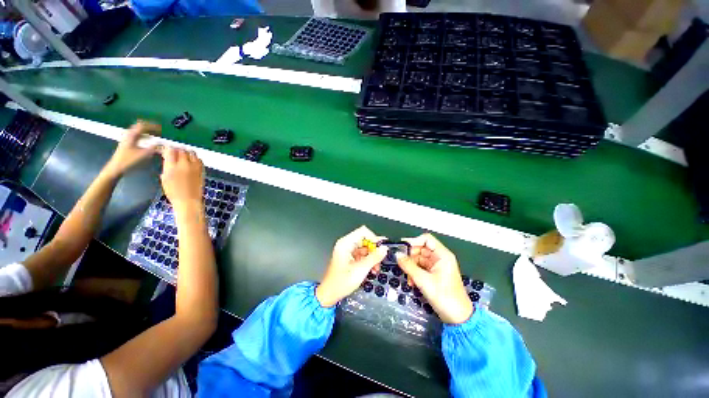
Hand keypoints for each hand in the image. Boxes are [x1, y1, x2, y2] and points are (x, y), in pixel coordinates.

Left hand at [105, 121, 159, 176]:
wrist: (116, 168)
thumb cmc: (129, 161)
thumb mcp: (143, 155)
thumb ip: (154, 148)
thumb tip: (162, 143)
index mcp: (132, 136)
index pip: (143, 126)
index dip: (153, 126)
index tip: (161, 128)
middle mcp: (129, 135)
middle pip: (139, 127)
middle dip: (149, 127)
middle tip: (158, 130)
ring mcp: (127, 140)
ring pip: (137, 132)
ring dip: (146, 132)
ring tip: (155, 134)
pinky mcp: (127, 144)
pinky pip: (136, 137)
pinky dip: (143, 136)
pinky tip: (148, 141)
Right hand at [160, 147, 204, 213]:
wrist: (188, 200)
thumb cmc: (173, 192)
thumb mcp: (165, 178)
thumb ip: (167, 166)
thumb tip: (168, 158)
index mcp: (172, 167)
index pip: (170, 150)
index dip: (168, 148)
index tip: (167, 150)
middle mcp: (184, 165)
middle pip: (181, 150)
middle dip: (177, 150)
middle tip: (175, 153)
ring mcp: (195, 167)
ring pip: (191, 153)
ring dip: (187, 152)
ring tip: (183, 156)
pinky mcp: (202, 170)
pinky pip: (199, 159)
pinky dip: (195, 158)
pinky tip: (191, 161)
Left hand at [316, 226, 388, 307]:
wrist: (330, 294)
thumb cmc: (340, 282)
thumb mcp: (360, 270)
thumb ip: (374, 258)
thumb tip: (384, 249)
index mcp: (345, 243)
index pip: (363, 232)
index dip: (373, 238)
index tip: (381, 248)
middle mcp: (346, 245)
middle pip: (365, 240)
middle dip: (374, 250)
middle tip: (380, 259)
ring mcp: (348, 251)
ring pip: (365, 248)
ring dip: (372, 257)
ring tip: (375, 268)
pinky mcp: (349, 257)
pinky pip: (362, 254)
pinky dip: (368, 261)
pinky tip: (371, 269)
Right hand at [396, 233, 472, 323]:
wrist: (457, 318)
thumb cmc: (444, 296)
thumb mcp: (424, 280)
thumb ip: (409, 266)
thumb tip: (397, 255)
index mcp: (442, 255)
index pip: (426, 239)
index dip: (413, 241)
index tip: (401, 248)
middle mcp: (440, 258)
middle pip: (421, 249)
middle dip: (410, 256)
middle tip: (400, 263)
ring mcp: (437, 266)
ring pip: (419, 259)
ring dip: (411, 266)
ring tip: (407, 276)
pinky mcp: (434, 274)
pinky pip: (420, 268)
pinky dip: (414, 272)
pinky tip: (411, 281)